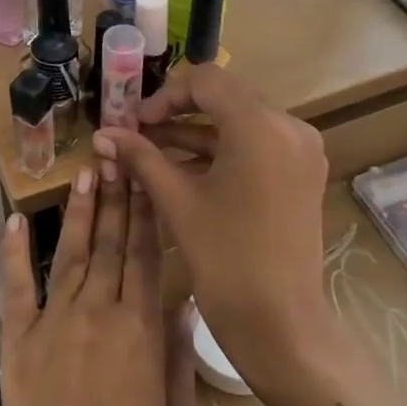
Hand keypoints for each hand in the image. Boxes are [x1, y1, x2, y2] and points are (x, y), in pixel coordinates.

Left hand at [0, 168, 196, 405]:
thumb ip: (179, 353)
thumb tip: (183, 298)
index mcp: (141, 331)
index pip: (147, 253)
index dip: (147, 210)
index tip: (147, 173)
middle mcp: (98, 315)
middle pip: (111, 243)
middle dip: (117, 195)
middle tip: (118, 153)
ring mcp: (53, 327)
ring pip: (71, 255)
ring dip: (80, 212)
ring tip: (86, 172)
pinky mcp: (18, 346)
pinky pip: (17, 290)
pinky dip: (15, 253)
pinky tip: (17, 220)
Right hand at [92, 64, 333, 391]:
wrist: (280, 324)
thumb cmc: (225, 260)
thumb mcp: (177, 201)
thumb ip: (141, 158)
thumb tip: (103, 134)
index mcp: (261, 126)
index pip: (207, 81)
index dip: (165, 95)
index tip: (135, 122)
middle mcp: (290, 127)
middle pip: (226, 98)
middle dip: (178, 113)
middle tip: (140, 135)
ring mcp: (301, 151)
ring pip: (240, 123)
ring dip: (197, 134)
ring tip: (153, 154)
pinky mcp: (302, 173)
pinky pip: (257, 146)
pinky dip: (222, 152)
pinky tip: (185, 171)